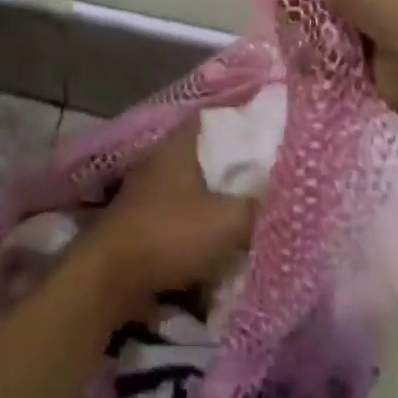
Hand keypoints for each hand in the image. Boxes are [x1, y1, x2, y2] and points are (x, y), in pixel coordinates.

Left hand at [84, 118, 257, 315]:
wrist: (112, 279)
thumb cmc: (170, 235)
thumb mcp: (228, 221)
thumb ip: (260, 205)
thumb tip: (286, 194)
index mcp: (180, 145)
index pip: (217, 118)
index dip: (245, 122)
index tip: (274, 134)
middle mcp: (164, 161)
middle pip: (211, 157)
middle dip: (239, 171)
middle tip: (274, 181)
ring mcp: (152, 192)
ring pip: (200, 191)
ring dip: (223, 205)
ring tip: (257, 216)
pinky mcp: (147, 223)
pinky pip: (187, 219)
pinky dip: (206, 230)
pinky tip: (228, 246)